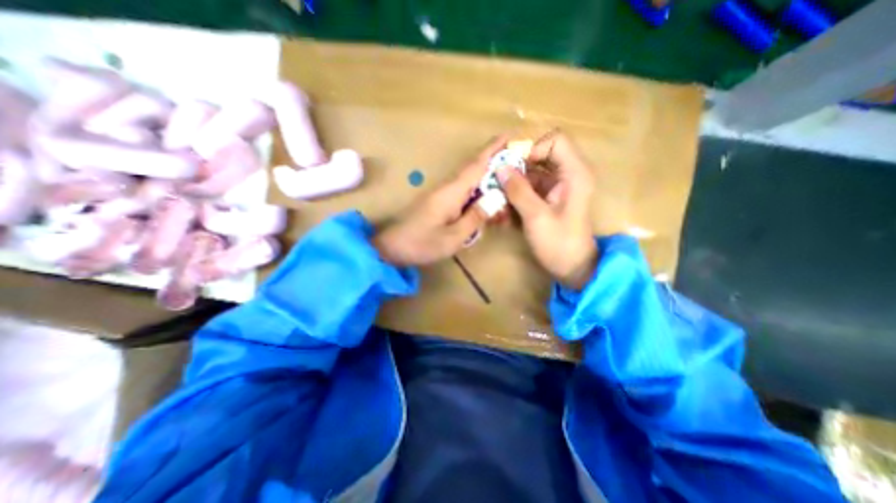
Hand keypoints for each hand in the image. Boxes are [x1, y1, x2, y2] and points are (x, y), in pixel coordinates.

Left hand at [367, 136, 499, 265]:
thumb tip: (496, 198)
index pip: (476, 164)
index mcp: (452, 191)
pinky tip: (486, 203)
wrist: (394, 247)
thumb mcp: (453, 236)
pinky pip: (463, 192)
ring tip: (506, 186)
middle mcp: (448, 187)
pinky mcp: (440, 201)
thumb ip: (475, 217)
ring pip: (470, 180)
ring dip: (488, 179)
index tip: (510, 136)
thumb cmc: (423, 243)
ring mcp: (443, 193)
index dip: (493, 149)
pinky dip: (477, 193)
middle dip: (495, 161)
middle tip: (517, 162)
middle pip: (474, 168)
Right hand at [500, 130, 597, 290]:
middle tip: (495, 179)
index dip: (531, 148)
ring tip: (495, 198)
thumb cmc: (559, 244)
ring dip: (511, 184)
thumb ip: (518, 191)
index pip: (554, 140)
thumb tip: (499, 168)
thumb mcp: (537, 217)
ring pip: (530, 173)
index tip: (511, 165)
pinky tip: (502, 210)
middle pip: (538, 156)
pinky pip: (527, 188)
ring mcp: (556, 187)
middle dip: (515, 166)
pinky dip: (514, 195)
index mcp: (574, 173)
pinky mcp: (547, 199)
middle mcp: (566, 175)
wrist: (572, 268)